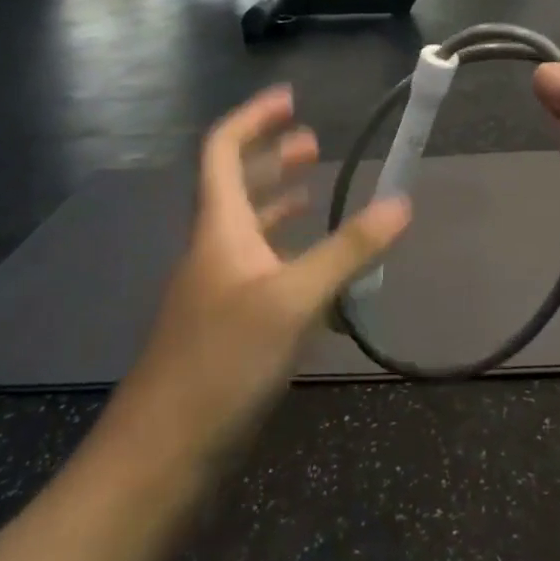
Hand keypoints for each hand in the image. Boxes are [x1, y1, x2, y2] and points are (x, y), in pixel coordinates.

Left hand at [105, 86, 410, 461]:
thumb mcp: (293, 300)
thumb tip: (402, 203)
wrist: (157, 462)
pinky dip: (284, 253)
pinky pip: (257, 269)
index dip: (253, 117)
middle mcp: (213, 249)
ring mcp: (215, 291)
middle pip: (236, 185)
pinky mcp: (223, 328)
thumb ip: (348, 250)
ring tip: (314, 191)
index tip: (290, 99)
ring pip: (247, 229)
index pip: (223, 150)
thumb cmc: (221, 363)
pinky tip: (314, 271)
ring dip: (277, 202)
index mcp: (218, 227)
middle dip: (273, 158)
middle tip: (313, 145)